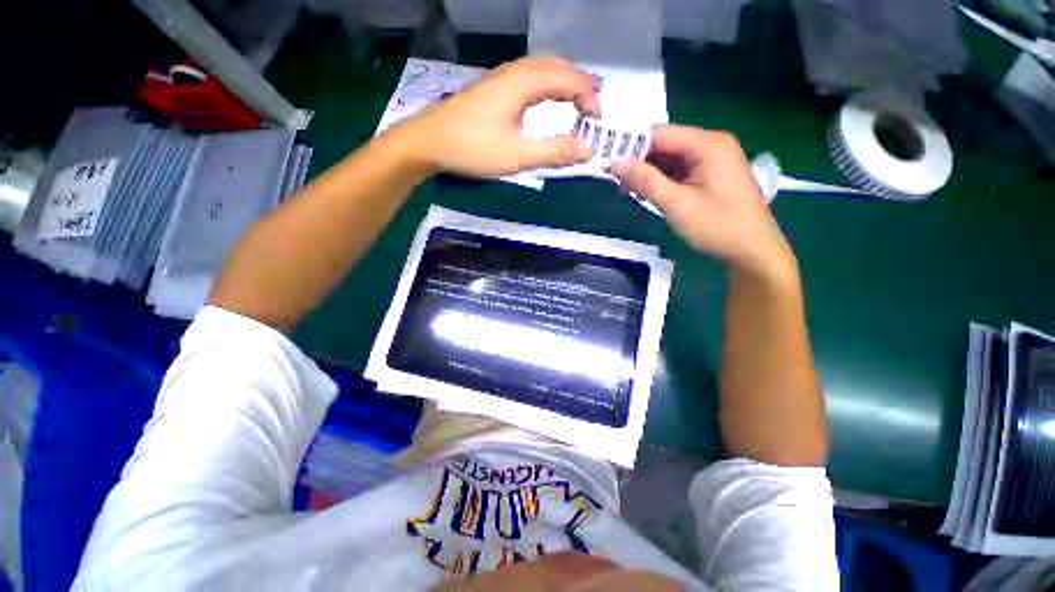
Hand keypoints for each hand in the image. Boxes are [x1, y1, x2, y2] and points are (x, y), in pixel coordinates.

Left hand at [390, 56, 600, 177]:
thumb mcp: (517, 156)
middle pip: (558, 67)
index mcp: (524, 82)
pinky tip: (544, 102)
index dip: (589, 98)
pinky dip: (546, 87)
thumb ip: (554, 152)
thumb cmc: (473, 148)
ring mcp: (501, 77)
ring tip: (575, 104)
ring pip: (542, 69)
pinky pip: (529, 77)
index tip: (598, 122)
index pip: (570, 80)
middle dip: (580, 86)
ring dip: (563, 83)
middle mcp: (515, 71)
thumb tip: (587, 150)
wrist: (428, 141)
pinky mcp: (493, 87)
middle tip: (591, 111)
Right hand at [610, 126, 794, 279]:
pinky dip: (663, 180)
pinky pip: (680, 170)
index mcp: (707, 144)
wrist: (752, 250)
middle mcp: (711, 144)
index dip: (632, 148)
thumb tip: (614, 162)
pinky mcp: (712, 174)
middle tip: (618, 183)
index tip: (610, 167)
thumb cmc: (716, 226)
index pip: (659, 134)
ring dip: (649, 173)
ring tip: (630, 192)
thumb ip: (645, 180)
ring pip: (671, 158)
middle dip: (640, 162)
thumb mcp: (676, 204)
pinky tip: (649, 194)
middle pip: (665, 144)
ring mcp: (713, 159)